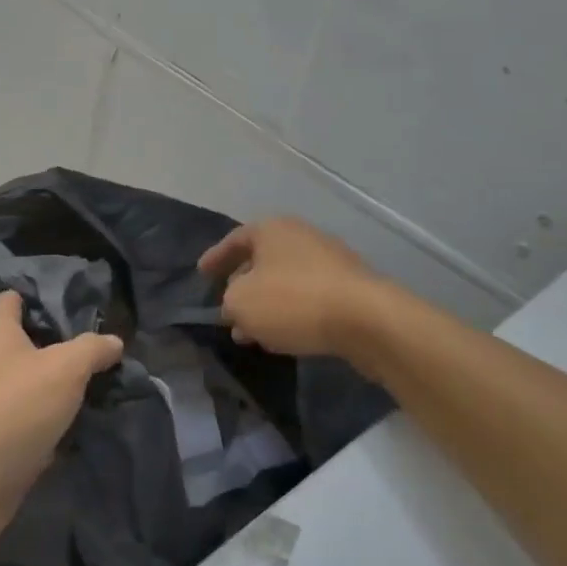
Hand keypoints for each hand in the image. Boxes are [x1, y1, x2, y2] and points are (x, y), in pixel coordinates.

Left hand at [0, 291, 122, 560]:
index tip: (73, 299)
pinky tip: (86, 430)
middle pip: (26, 345)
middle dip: (61, 347)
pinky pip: (33, 428)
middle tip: (102, 349)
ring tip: (104, 386)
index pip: (12, 300)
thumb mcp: (65, 368)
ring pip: (32, 389)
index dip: (38, 295)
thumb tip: (113, 342)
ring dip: (61, 391)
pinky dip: (55, 429)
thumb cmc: (14, 408)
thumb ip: (92, 349)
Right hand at [198, 216, 379, 356]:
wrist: (364, 319)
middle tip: (227, 308)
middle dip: (242, 285)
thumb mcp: (241, 303)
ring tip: (251, 332)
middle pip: (262, 259)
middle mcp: (301, 236)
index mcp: (272, 229)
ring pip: (285, 281)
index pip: (235, 239)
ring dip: (266, 304)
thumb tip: (235, 306)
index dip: (215, 257)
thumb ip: (229, 302)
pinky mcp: (349, 287)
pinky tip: (282, 335)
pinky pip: (308, 296)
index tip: (202, 273)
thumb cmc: (293, 301)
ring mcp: (329, 260)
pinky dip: (290, 312)